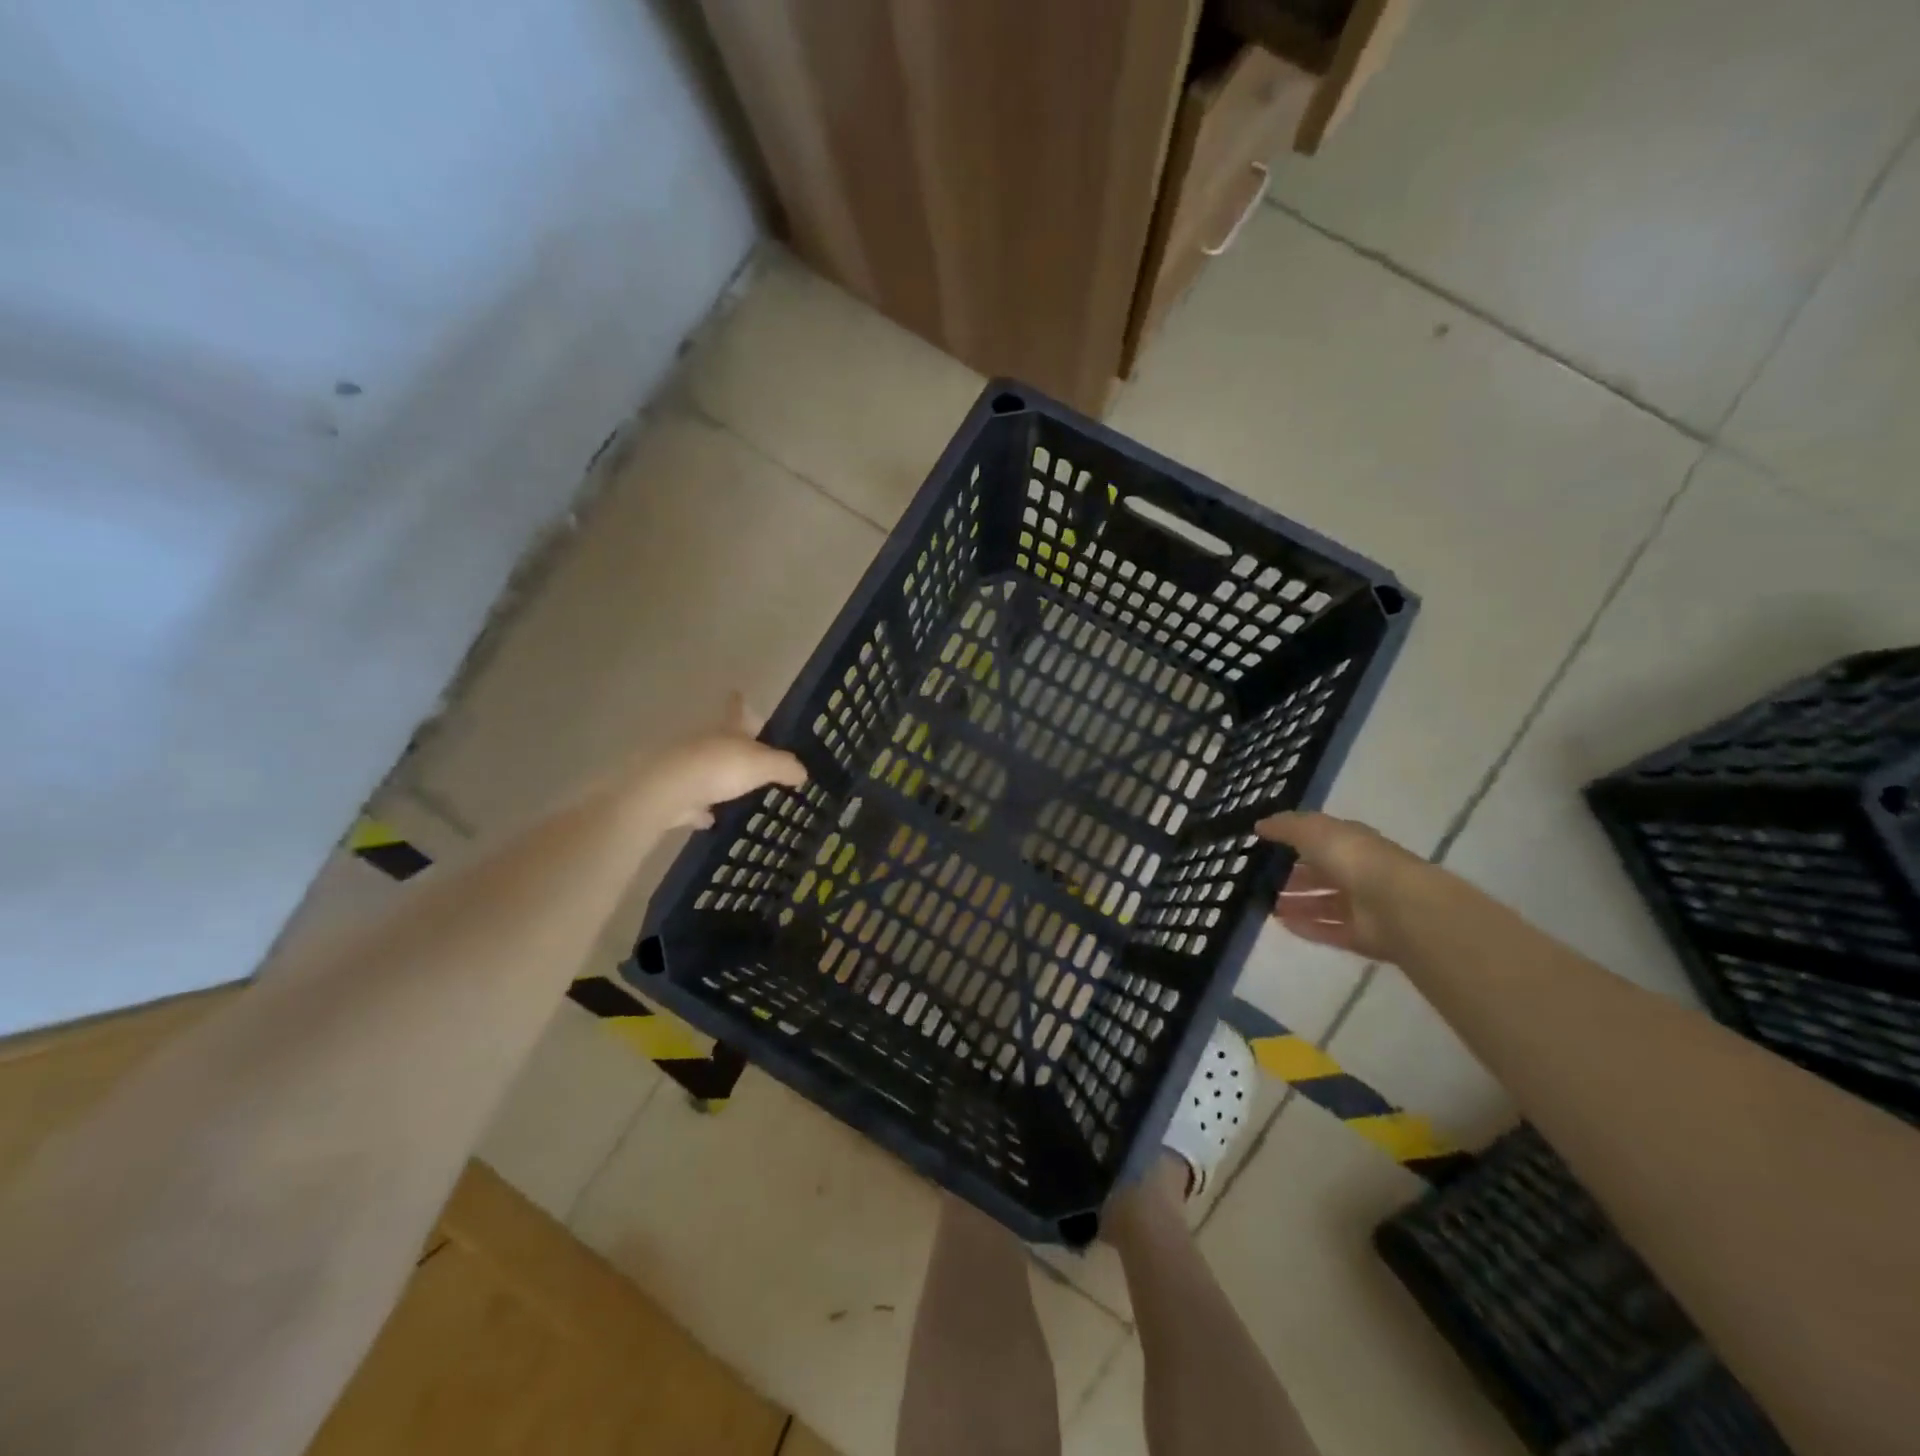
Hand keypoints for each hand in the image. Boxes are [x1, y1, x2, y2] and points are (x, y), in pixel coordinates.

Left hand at [640, 693, 807, 829]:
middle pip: (721, 740)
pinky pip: (693, 800)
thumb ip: (785, 767)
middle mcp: (705, 743)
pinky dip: (700, 808)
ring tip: (734, 789)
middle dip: (733, 745)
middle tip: (750, 754)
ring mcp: (686, 768)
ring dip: (717, 777)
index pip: (737, 711)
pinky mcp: (675, 794)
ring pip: (706, 768)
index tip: (738, 692)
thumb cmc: (721, 767)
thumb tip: (803, 772)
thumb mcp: (764, 765)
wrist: (669, 790)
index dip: (739, 702)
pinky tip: (710, 819)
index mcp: (728, 731)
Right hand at [1256, 810, 1429, 961]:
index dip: (1296, 842)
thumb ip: (1286, 826)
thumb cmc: (1354, 859)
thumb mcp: (1314, 831)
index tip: (1267, 846)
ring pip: (1323, 905)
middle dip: (1295, 878)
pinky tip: (1281, 924)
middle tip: (1262, 881)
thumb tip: (1260, 825)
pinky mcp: (1361, 936)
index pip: (1322, 840)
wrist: (1397, 905)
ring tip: (1265, 905)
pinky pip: (1328, 931)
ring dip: (1297, 905)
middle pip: (1322, 875)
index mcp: (1351, 843)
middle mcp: (1358, 873)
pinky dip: (1306, 927)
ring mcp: (1362, 907)